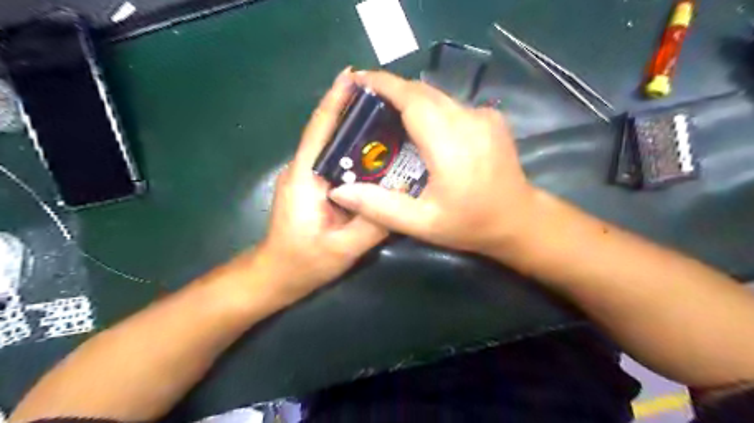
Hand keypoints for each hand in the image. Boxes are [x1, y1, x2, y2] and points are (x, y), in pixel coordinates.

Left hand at [259, 69, 388, 299]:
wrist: (276, 276)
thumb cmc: (304, 263)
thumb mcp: (343, 249)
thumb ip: (373, 223)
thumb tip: (402, 192)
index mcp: (305, 177)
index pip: (320, 130)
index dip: (335, 100)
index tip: (353, 75)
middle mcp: (303, 169)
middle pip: (327, 131)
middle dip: (350, 109)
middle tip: (384, 96)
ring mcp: (306, 177)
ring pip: (331, 145)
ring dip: (352, 128)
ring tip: (384, 116)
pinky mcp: (312, 186)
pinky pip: (334, 161)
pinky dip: (352, 150)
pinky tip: (374, 150)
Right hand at [329, 70, 535, 254]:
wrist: (519, 220)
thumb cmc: (470, 224)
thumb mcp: (422, 224)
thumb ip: (380, 207)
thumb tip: (339, 190)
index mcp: (450, 143)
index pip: (412, 99)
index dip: (383, 85)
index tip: (357, 79)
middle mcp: (469, 119)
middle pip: (423, 92)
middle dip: (392, 91)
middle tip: (365, 102)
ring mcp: (484, 116)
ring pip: (437, 96)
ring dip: (410, 100)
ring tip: (386, 114)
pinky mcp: (490, 118)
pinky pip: (451, 105)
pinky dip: (430, 108)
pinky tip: (419, 127)